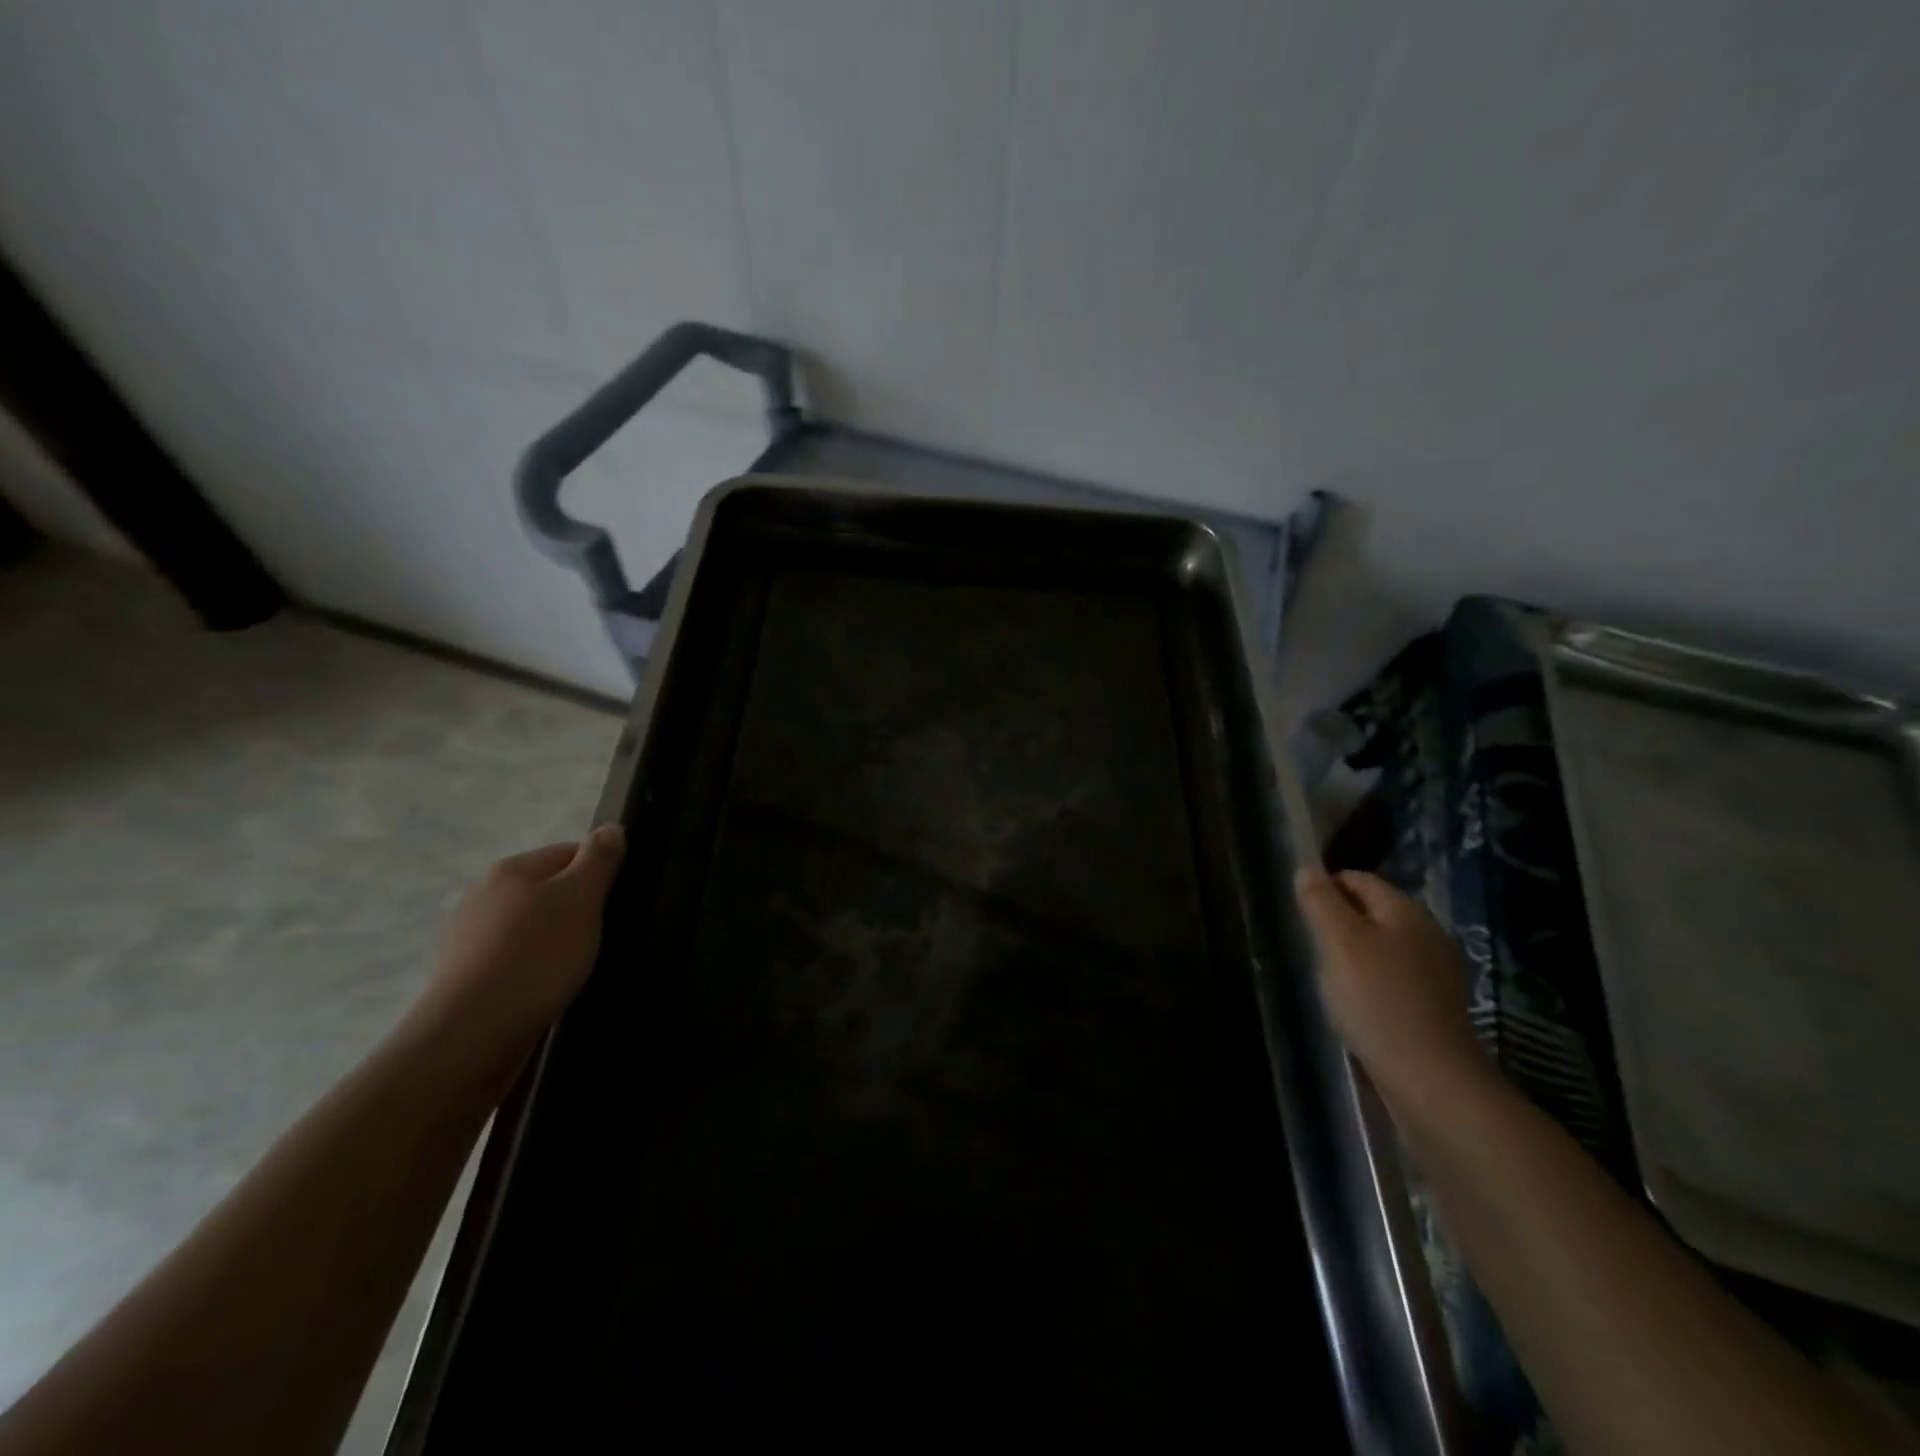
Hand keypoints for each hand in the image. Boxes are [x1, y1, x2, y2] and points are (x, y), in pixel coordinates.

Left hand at [406, 827, 625, 1067]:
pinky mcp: (464, 975)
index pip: (570, 852)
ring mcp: (468, 936)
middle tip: (601, 937)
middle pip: (548, 889)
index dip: (600, 874)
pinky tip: (545, 989)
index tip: (616, 904)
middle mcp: (483, 893)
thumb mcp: (581, 899)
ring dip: (555, 940)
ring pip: (530, 926)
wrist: (471, 1034)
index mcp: (511, 868)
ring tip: (575, 968)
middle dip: (577, 909)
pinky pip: (512, 958)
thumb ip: (599, 859)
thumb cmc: (536, 957)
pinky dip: (533, 968)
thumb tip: (611, 828)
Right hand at [1294, 863, 1491, 1109]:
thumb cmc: (1377, 1001)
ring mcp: (1436, 970)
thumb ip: (1321, 901)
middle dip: (1338, 923)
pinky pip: (1393, 975)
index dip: (1325, 889)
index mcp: (1406, 910)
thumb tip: (1307, 868)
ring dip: (1353, 954)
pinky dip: (1371, 982)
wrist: (1432, 1080)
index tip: (1301, 918)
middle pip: (1371, 911)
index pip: (1357, 879)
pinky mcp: (1436, 1004)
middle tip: (1313, 950)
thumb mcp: (1339, 943)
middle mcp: (1427, 932)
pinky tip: (1358, 1005)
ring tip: (1331, 980)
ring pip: (1381, 944)